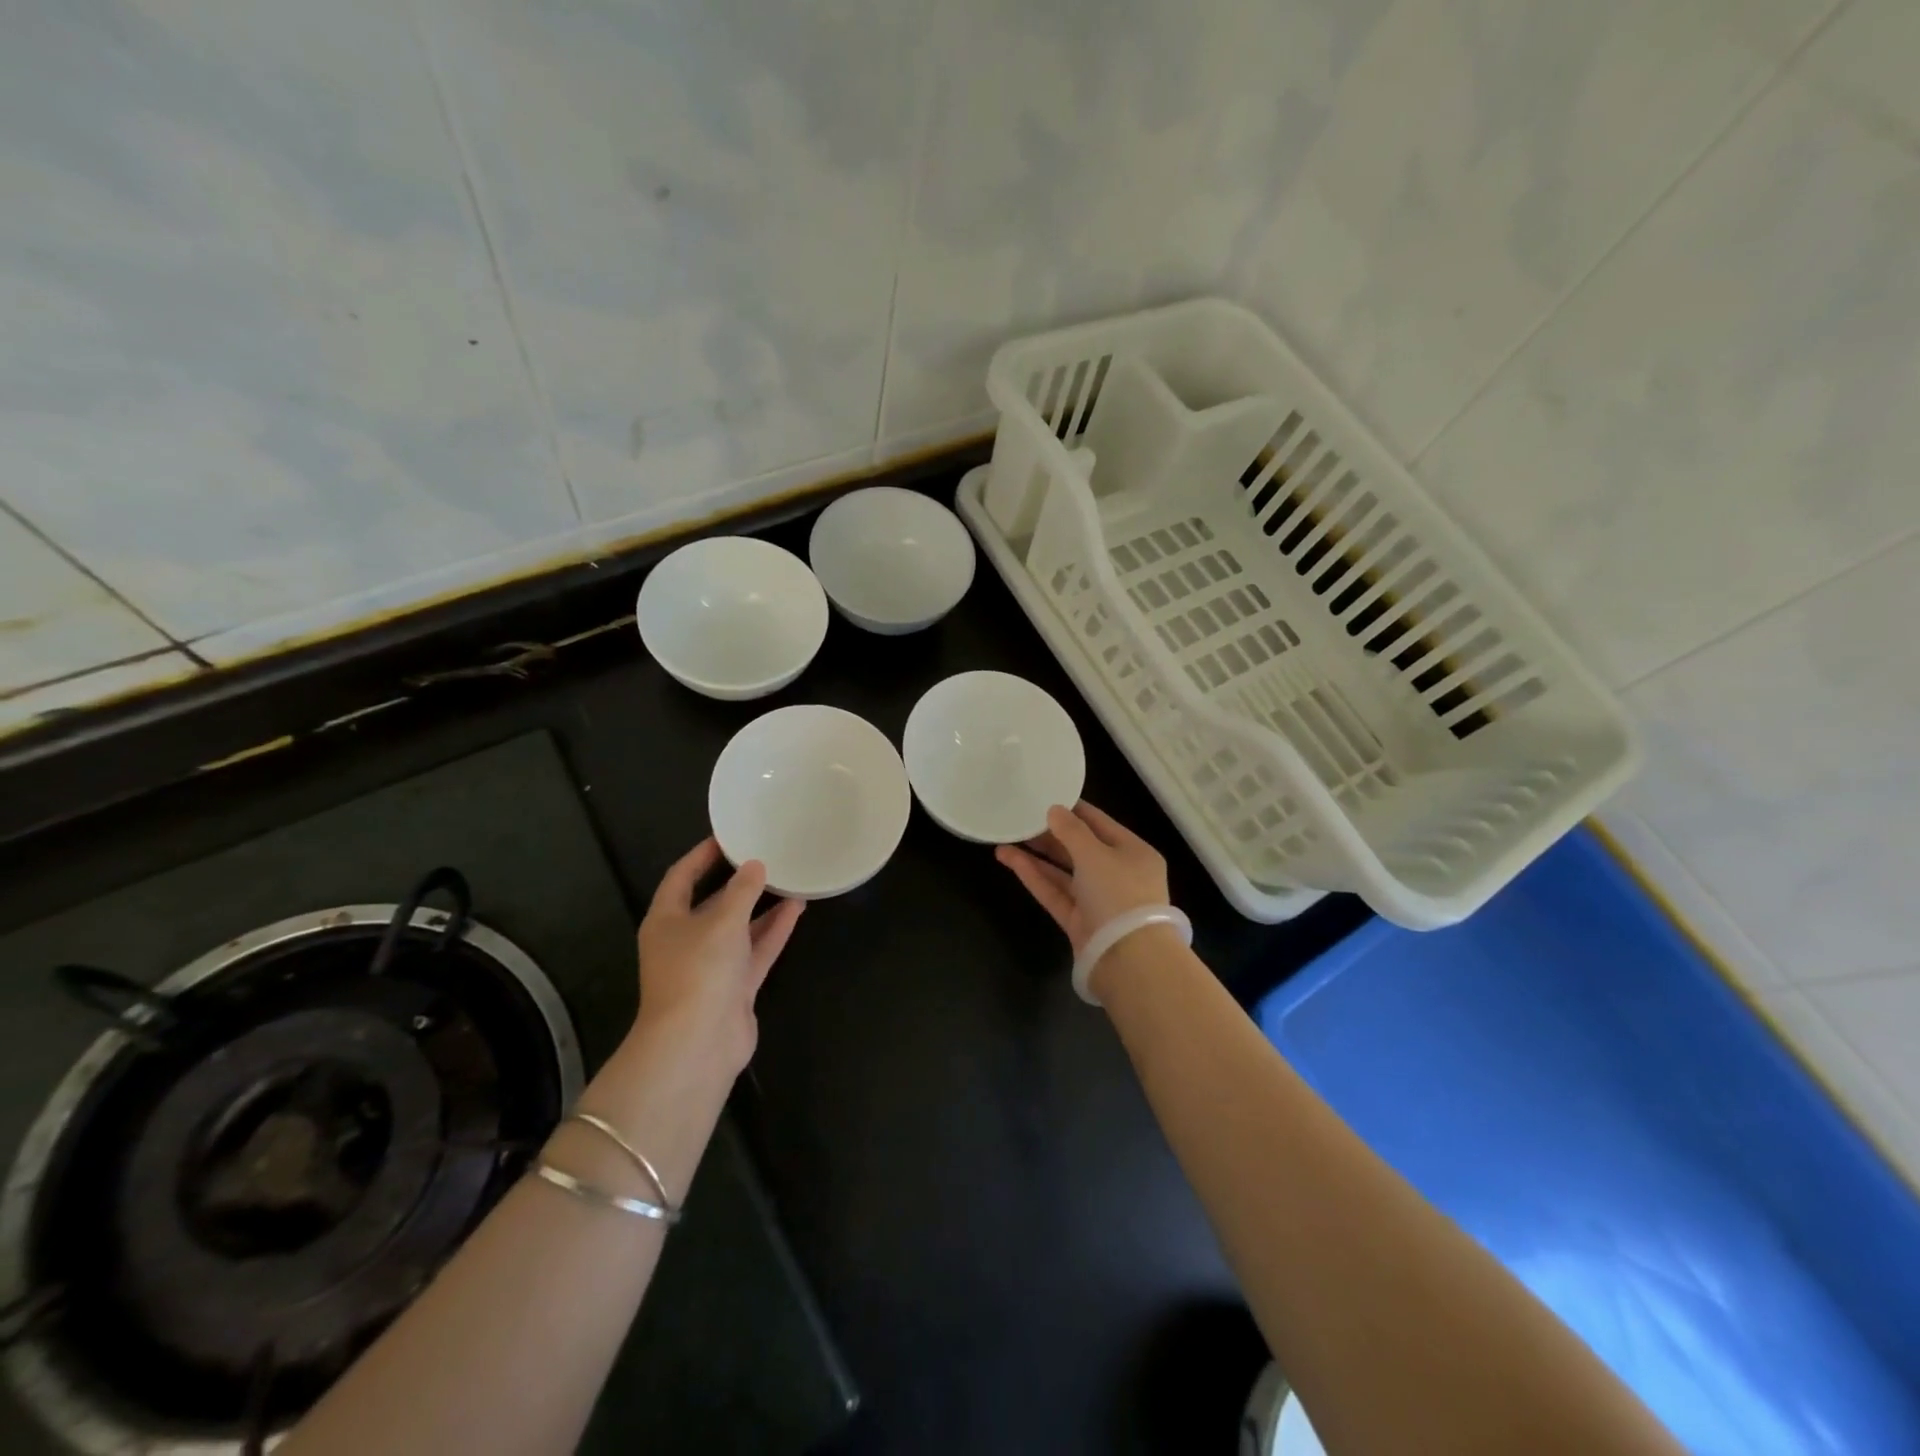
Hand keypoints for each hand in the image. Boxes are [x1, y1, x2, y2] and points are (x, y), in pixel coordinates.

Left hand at [633, 838, 803, 1076]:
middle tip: (766, 855)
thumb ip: (743, 891)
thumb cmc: (698, 971)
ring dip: (762, 906)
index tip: (727, 837)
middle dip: (738, 882)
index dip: (701, 856)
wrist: (697, 1044)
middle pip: (713, 903)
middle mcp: (686, 940)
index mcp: (666, 921)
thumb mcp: (722, 921)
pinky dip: (774, 931)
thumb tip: (755, 865)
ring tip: (790, 878)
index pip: (681, 878)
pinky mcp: (734, 987)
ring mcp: (711, 966)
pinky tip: (797, 908)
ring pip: (739, 927)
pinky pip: (756, 950)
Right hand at [995, 801, 1169, 956]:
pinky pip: (1055, 893)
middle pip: (1080, 848)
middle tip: (1020, 819)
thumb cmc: (1119, 894)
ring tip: (1006, 839)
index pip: (1100, 823)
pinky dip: (1035, 877)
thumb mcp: (1096, 854)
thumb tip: (1054, 810)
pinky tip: (1010, 860)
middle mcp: (1118, 874)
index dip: (1073, 810)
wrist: (1128, 959)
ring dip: (1036, 856)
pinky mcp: (1079, 922)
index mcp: (1134, 852)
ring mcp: (1098, 900)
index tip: (1046, 796)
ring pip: (1064, 872)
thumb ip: (1071, 831)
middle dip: (1050, 834)